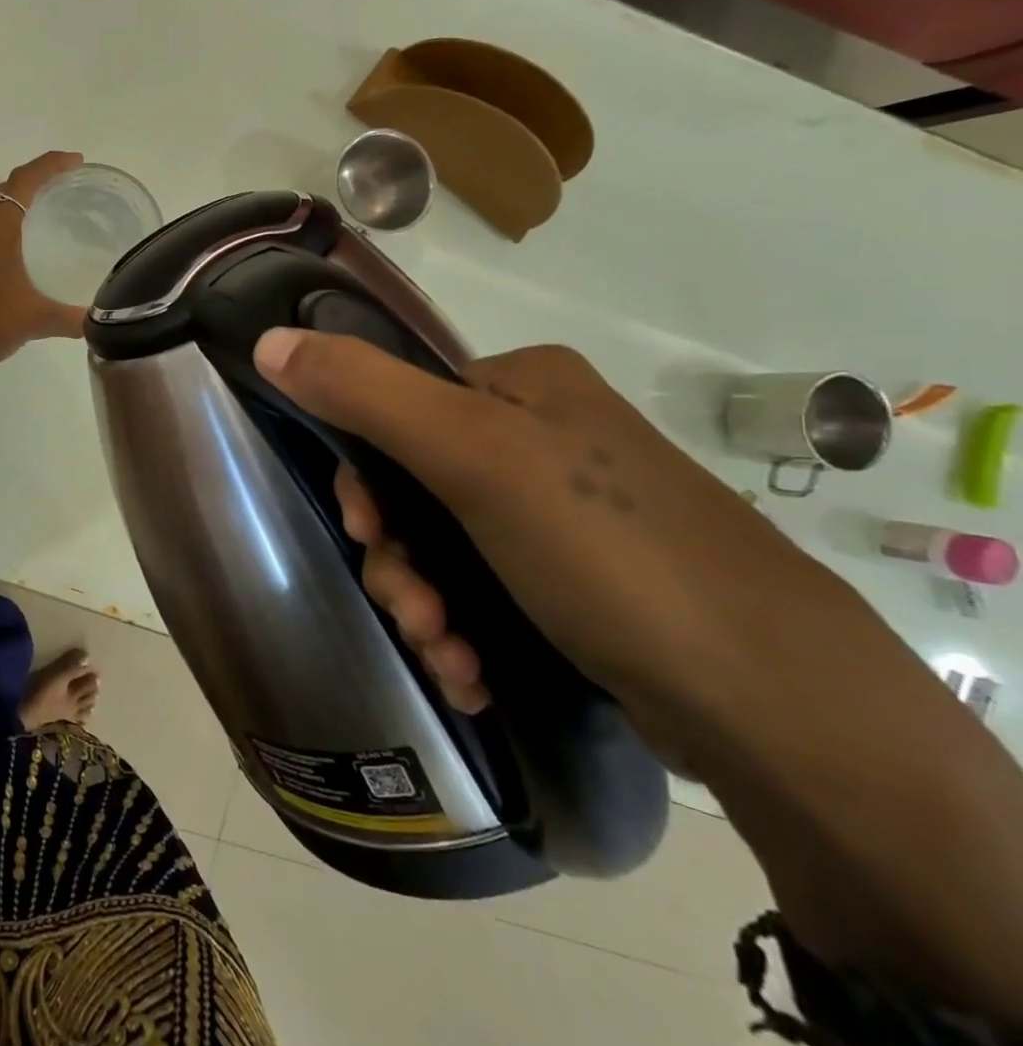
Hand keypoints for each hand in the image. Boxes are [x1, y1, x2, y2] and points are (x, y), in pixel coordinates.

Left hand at [0, 152, 88, 394]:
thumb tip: (103, 321)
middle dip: (35, 183)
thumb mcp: (35, 322)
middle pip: (3, 193)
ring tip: (47, 220)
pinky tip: (19, 263)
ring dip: (16, 210)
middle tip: (67, 187)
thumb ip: (73, 318)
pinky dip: (4, 237)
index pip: (21, 182)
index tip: (76, 161)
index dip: (49, 165)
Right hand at [252, 332, 837, 732]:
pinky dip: (465, 630)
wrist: (777, 704)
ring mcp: (565, 513)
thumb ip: (363, 391)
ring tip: (448, 658)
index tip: (365, 533)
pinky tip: (472, 675)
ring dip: (426, 605)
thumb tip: (267, 340)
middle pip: (416, 488)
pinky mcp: (581, 582)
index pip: (396, 409)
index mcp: (520, 385)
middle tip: (414, 613)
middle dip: (399, 559)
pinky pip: (488, 589)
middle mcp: (542, 437)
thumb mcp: (471, 455)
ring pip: (446, 547)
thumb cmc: (606, 550)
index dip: (366, 477)